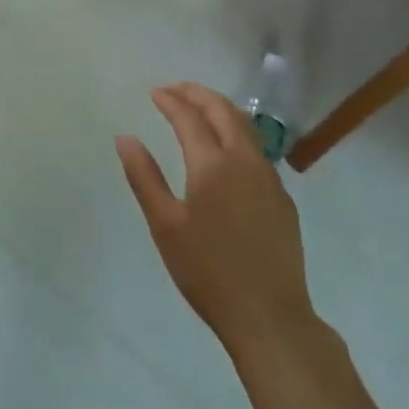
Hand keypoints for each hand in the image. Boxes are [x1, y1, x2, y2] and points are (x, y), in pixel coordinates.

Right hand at [117, 83, 316, 355]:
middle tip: (175, 90)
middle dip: (197, 93)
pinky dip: (236, 133)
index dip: (170, 100)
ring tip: (199, 109)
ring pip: (245, 126)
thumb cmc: (209, 272)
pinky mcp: (283, 198)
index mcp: (213, 164)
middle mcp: (245, 160)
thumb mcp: (166, 226)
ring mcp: (269, 178)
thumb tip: (125, 138)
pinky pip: (257, 150)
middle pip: (223, 110)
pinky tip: (227, 150)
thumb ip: (144, 177)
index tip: (154, 92)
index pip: (189, 117)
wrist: (271, 318)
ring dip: (220, 109)